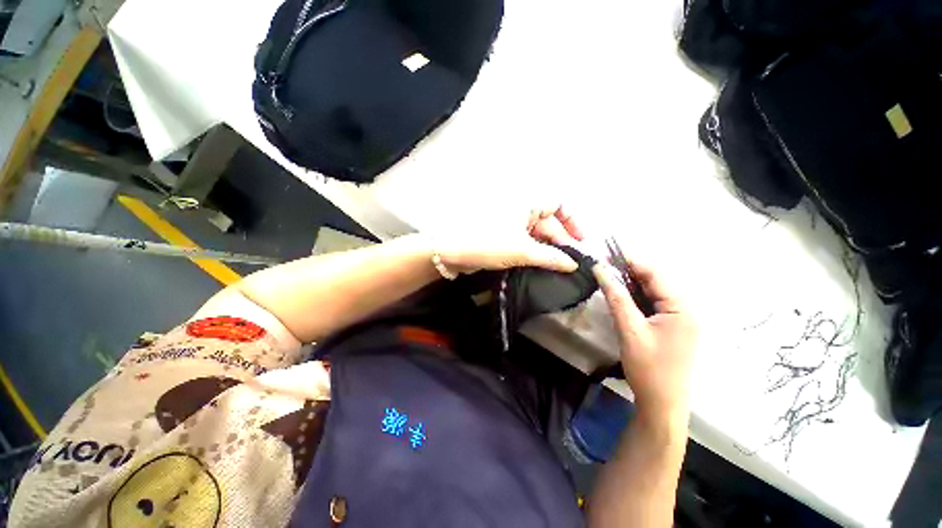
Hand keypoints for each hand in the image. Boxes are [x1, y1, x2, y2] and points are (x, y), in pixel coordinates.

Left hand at [437, 205, 585, 273]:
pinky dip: (535, 254)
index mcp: (526, 203)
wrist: (450, 252)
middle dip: (560, 242)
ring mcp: (511, 225)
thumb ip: (550, 257)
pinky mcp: (503, 238)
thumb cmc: (487, 243)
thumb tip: (572, 264)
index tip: (579, 242)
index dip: (571, 221)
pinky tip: (542, 267)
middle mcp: (520, 211)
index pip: (558, 204)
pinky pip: (525, 244)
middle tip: (570, 264)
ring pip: (536, 236)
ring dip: (548, 251)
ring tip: (559, 269)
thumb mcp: (522, 250)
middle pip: (548, 223)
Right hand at [594, 258, 697, 428]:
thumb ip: (616, 297)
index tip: (607, 252)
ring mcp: (680, 318)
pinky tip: (621, 294)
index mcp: (682, 307)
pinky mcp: (672, 325)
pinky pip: (653, 302)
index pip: (656, 274)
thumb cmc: (648, 368)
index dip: (631, 260)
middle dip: (630, 270)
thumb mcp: (630, 329)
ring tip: (608, 276)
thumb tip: (600, 269)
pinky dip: (636, 296)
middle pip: (656, 280)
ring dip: (631, 282)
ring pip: (653, 291)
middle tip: (603, 264)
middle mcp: (686, 308)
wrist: (662, 404)